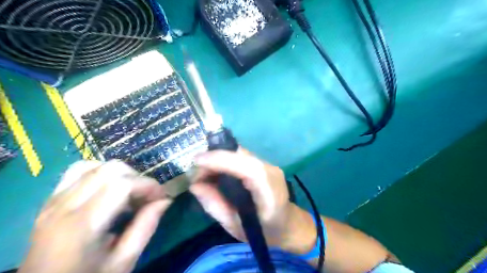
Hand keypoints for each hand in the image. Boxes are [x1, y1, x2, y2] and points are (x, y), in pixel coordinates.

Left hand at [21, 161, 172, 272]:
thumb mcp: (123, 261)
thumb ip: (146, 226)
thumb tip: (166, 200)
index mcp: (81, 225)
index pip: (122, 184)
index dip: (148, 185)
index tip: (162, 196)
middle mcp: (63, 207)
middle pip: (108, 169)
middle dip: (137, 177)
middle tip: (146, 196)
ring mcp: (52, 202)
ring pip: (91, 165)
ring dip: (118, 173)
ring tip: (129, 191)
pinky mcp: (49, 202)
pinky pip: (76, 173)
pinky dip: (99, 173)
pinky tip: (109, 190)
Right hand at [188, 149, 312, 251]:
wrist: (289, 225)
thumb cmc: (265, 232)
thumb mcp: (235, 226)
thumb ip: (215, 205)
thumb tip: (194, 185)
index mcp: (268, 191)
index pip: (246, 167)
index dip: (221, 159)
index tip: (197, 161)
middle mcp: (271, 171)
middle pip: (241, 155)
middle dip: (215, 158)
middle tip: (196, 172)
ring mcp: (269, 165)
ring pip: (240, 153)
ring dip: (219, 159)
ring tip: (203, 173)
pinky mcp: (264, 165)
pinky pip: (242, 157)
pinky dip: (226, 161)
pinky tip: (216, 171)